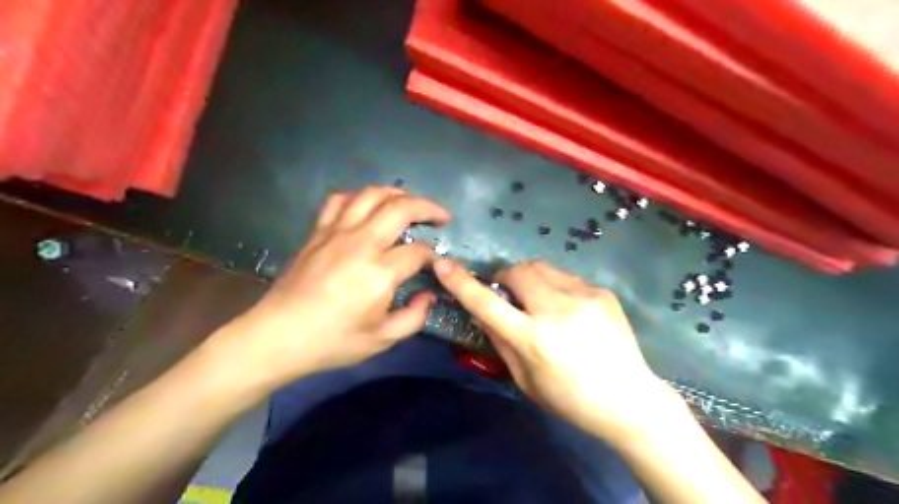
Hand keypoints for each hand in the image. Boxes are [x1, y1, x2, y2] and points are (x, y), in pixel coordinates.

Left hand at [217, 187, 448, 386]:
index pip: (418, 252)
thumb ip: (414, 317)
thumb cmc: (332, 341)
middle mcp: (360, 244)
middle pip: (401, 208)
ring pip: (372, 195)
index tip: (436, 265)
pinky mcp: (318, 232)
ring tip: (410, 203)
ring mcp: (336, 233)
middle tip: (441, 216)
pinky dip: (359, 196)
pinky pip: (339, 200)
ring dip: (397, 194)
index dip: (433, 256)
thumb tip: (428, 295)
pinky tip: (367, 206)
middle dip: (428, 208)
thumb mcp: (381, 340)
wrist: (278, 336)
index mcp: (379, 273)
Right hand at [435, 263, 682, 439]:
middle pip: (518, 271)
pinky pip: (565, 277)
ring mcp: (583, 297)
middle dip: (505, 277)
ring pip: (541, 267)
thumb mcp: (525, 379)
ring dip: (529, 279)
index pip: (487, 304)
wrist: (630, 399)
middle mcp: (557, 311)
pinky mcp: (601, 291)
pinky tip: (567, 309)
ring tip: (538, 301)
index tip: (443, 264)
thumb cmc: (570, 399)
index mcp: (534, 340)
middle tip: (508, 294)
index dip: (462, 283)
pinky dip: (555, 287)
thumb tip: (481, 311)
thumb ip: (500, 340)